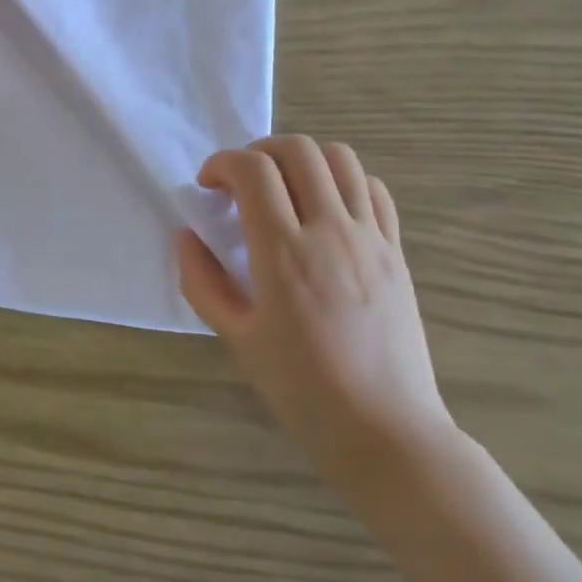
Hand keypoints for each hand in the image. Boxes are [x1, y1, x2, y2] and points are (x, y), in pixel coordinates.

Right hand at [179, 138, 457, 499]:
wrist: (386, 431)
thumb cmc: (302, 389)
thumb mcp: (236, 339)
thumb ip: (202, 281)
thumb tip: (185, 236)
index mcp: (284, 254)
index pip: (253, 170)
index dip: (222, 163)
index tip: (207, 186)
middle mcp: (330, 231)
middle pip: (297, 150)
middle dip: (258, 151)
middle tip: (240, 184)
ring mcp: (371, 238)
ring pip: (340, 158)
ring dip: (302, 159)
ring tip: (283, 189)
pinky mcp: (396, 251)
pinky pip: (373, 189)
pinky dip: (343, 181)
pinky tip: (325, 209)